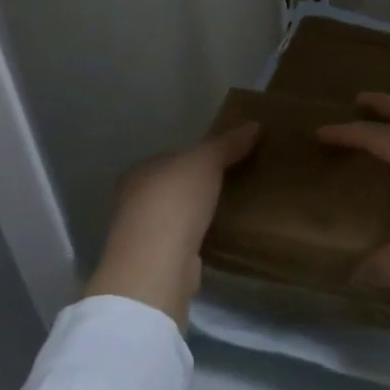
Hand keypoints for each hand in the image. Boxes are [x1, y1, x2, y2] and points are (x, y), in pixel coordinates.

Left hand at [86, 122, 260, 329]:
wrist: (157, 264)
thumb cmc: (175, 201)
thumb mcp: (206, 162)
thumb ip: (227, 144)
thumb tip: (255, 125)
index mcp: (140, 172)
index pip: (171, 158)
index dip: (196, 157)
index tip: (224, 160)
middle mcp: (134, 200)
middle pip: (172, 187)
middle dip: (197, 186)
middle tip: (232, 183)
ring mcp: (143, 234)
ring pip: (176, 215)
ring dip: (197, 214)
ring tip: (230, 209)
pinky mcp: (156, 261)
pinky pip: (182, 240)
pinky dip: (197, 237)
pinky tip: (218, 236)